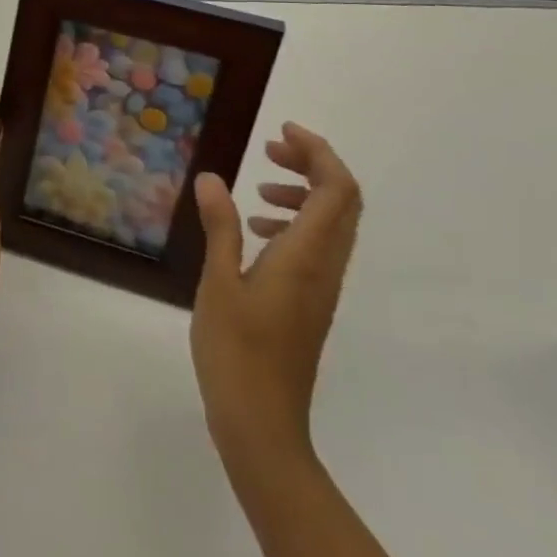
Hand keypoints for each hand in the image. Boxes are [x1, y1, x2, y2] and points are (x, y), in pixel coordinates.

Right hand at [190, 122, 362, 465]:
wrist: (263, 425)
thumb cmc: (237, 351)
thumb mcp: (219, 281)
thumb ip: (220, 226)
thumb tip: (213, 177)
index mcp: (308, 255)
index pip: (337, 189)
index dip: (318, 151)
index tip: (281, 131)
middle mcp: (326, 266)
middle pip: (343, 200)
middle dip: (312, 164)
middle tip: (270, 149)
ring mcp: (322, 287)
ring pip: (332, 223)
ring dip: (304, 192)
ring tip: (259, 186)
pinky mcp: (311, 303)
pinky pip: (317, 246)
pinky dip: (295, 222)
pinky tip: (255, 230)